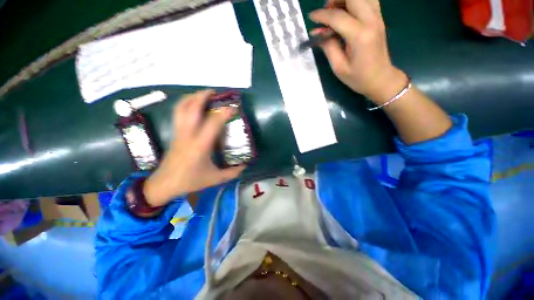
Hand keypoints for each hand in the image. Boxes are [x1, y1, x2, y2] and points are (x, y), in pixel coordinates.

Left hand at [143, 90, 245, 206]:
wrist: (164, 184)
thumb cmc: (190, 181)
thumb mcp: (215, 178)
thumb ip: (232, 172)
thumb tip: (244, 165)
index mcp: (200, 146)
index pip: (213, 123)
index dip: (224, 113)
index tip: (233, 107)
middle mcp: (188, 135)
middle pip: (191, 109)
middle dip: (202, 96)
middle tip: (214, 92)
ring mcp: (178, 133)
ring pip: (181, 108)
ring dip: (192, 97)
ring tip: (202, 94)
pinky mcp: (174, 134)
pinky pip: (178, 114)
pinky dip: (185, 104)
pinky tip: (192, 105)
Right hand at [310, 0, 406, 103]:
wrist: (380, 79)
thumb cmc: (358, 78)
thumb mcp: (339, 67)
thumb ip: (328, 47)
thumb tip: (318, 33)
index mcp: (359, 36)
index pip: (337, 16)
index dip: (321, 15)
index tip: (311, 18)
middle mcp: (371, 21)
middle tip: (326, 11)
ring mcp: (377, 18)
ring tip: (335, 10)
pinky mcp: (379, 19)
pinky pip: (368, 0)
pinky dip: (355, 2)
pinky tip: (347, 12)